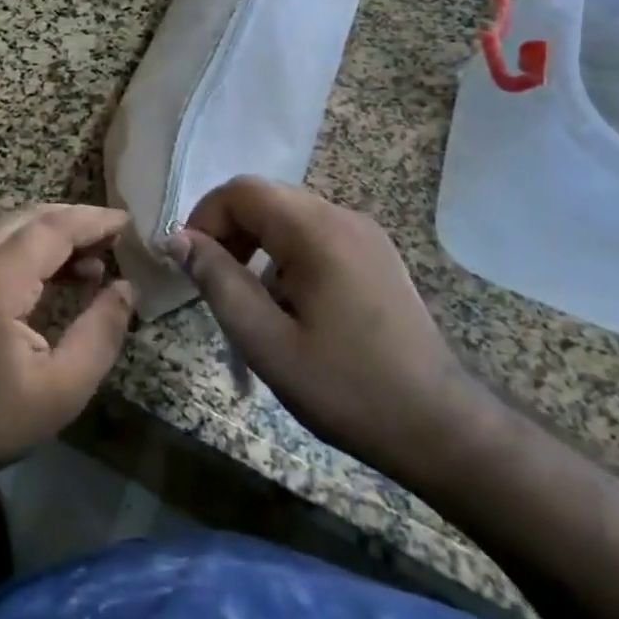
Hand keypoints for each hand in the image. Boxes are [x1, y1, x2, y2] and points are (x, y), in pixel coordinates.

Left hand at [0, 204, 137, 488]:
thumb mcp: (62, 389)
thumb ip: (101, 332)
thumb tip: (127, 287)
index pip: (50, 229)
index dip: (92, 221)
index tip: (126, 222)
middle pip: (27, 218)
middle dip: (74, 221)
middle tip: (113, 240)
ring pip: (7, 226)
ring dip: (50, 233)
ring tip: (91, 260)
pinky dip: (24, 247)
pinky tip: (50, 273)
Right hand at [174, 177, 488, 484]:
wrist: (442, 428)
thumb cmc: (348, 389)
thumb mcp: (267, 342)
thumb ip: (218, 282)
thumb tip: (176, 239)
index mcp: (316, 230)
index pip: (242, 191)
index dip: (204, 218)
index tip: (189, 265)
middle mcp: (342, 216)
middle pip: (266, 199)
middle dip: (228, 232)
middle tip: (213, 284)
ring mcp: (365, 234)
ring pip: (289, 217)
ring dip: (256, 245)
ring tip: (248, 300)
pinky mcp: (376, 255)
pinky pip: (316, 236)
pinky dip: (286, 256)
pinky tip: (290, 306)